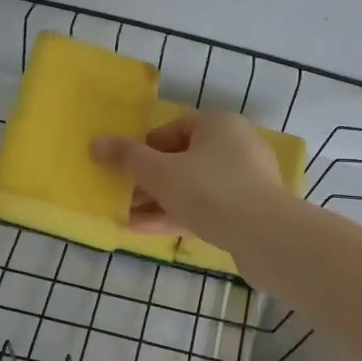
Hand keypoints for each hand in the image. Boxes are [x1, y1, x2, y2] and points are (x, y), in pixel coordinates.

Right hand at [91, 110, 288, 244]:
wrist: (265, 235)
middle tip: (121, 195)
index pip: (174, 128)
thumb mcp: (160, 172)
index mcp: (219, 125)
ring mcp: (245, 181)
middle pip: (183, 160)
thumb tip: (96, 142)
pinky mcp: (248, 211)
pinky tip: (146, 230)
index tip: (125, 167)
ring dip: (160, 201)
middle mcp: (236, 146)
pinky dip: (178, 215)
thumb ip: (127, 157)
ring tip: (126, 216)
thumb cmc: (209, 190)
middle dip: (149, 180)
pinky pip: (206, 209)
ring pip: (193, 187)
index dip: (145, 147)